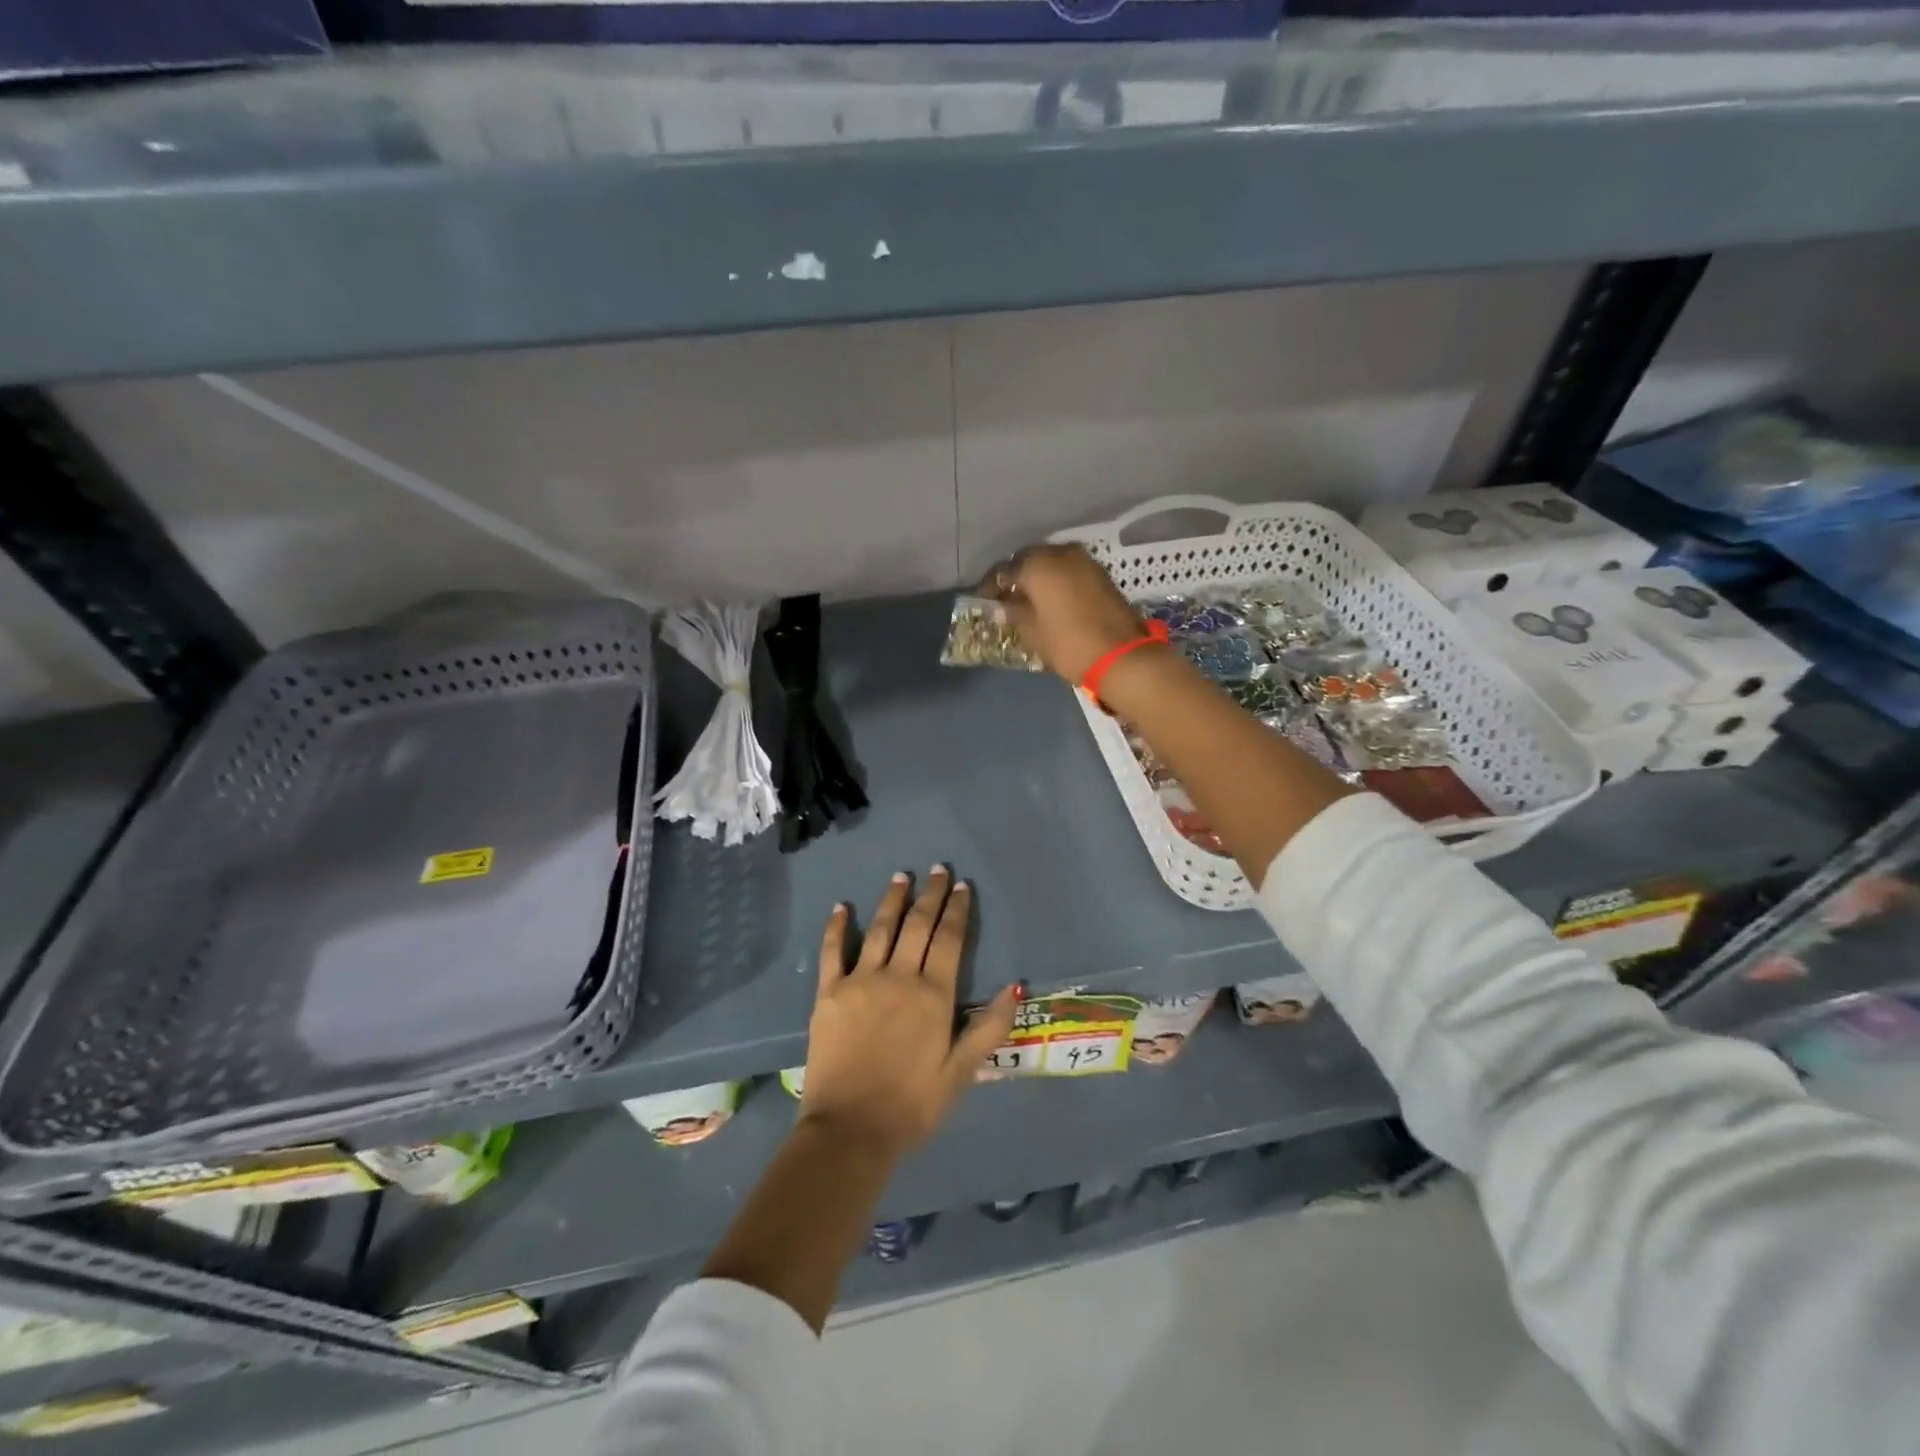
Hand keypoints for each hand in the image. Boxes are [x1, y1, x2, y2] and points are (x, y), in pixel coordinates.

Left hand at [802, 868, 1019, 1158]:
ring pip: (881, 929)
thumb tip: (1016, 985)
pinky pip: (833, 951)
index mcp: (934, 995)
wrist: (850, 1130)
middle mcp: (899, 977)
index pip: (950, 940)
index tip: (962, 886)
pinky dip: (838, 927)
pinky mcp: (830, 993)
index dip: (957, 910)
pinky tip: (842, 907)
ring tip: (901, 877)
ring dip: (892, 900)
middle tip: (937, 870)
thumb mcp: (961, 1072)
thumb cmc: (912, 1105)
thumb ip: (989, 1027)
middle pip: (918, 925)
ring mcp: (861, 981)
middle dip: (931, 895)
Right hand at [991, 544, 1147, 682]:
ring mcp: (1084, 560)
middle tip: (1006, 598)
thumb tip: (1004, 606)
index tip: (984, 600)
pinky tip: (1051, 599)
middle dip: (1016, 576)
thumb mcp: (1033, 632)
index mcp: (1038, 565)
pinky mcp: (1100, 573)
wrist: (1121, 656)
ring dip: (1038, 577)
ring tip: (1028, 599)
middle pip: (1029, 559)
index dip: (991, 586)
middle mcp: (1060, 553)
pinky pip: (1069, 570)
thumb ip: (1015, 613)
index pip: (1004, 569)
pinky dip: (1057, 580)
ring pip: (1051, 562)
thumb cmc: (1069, 644)